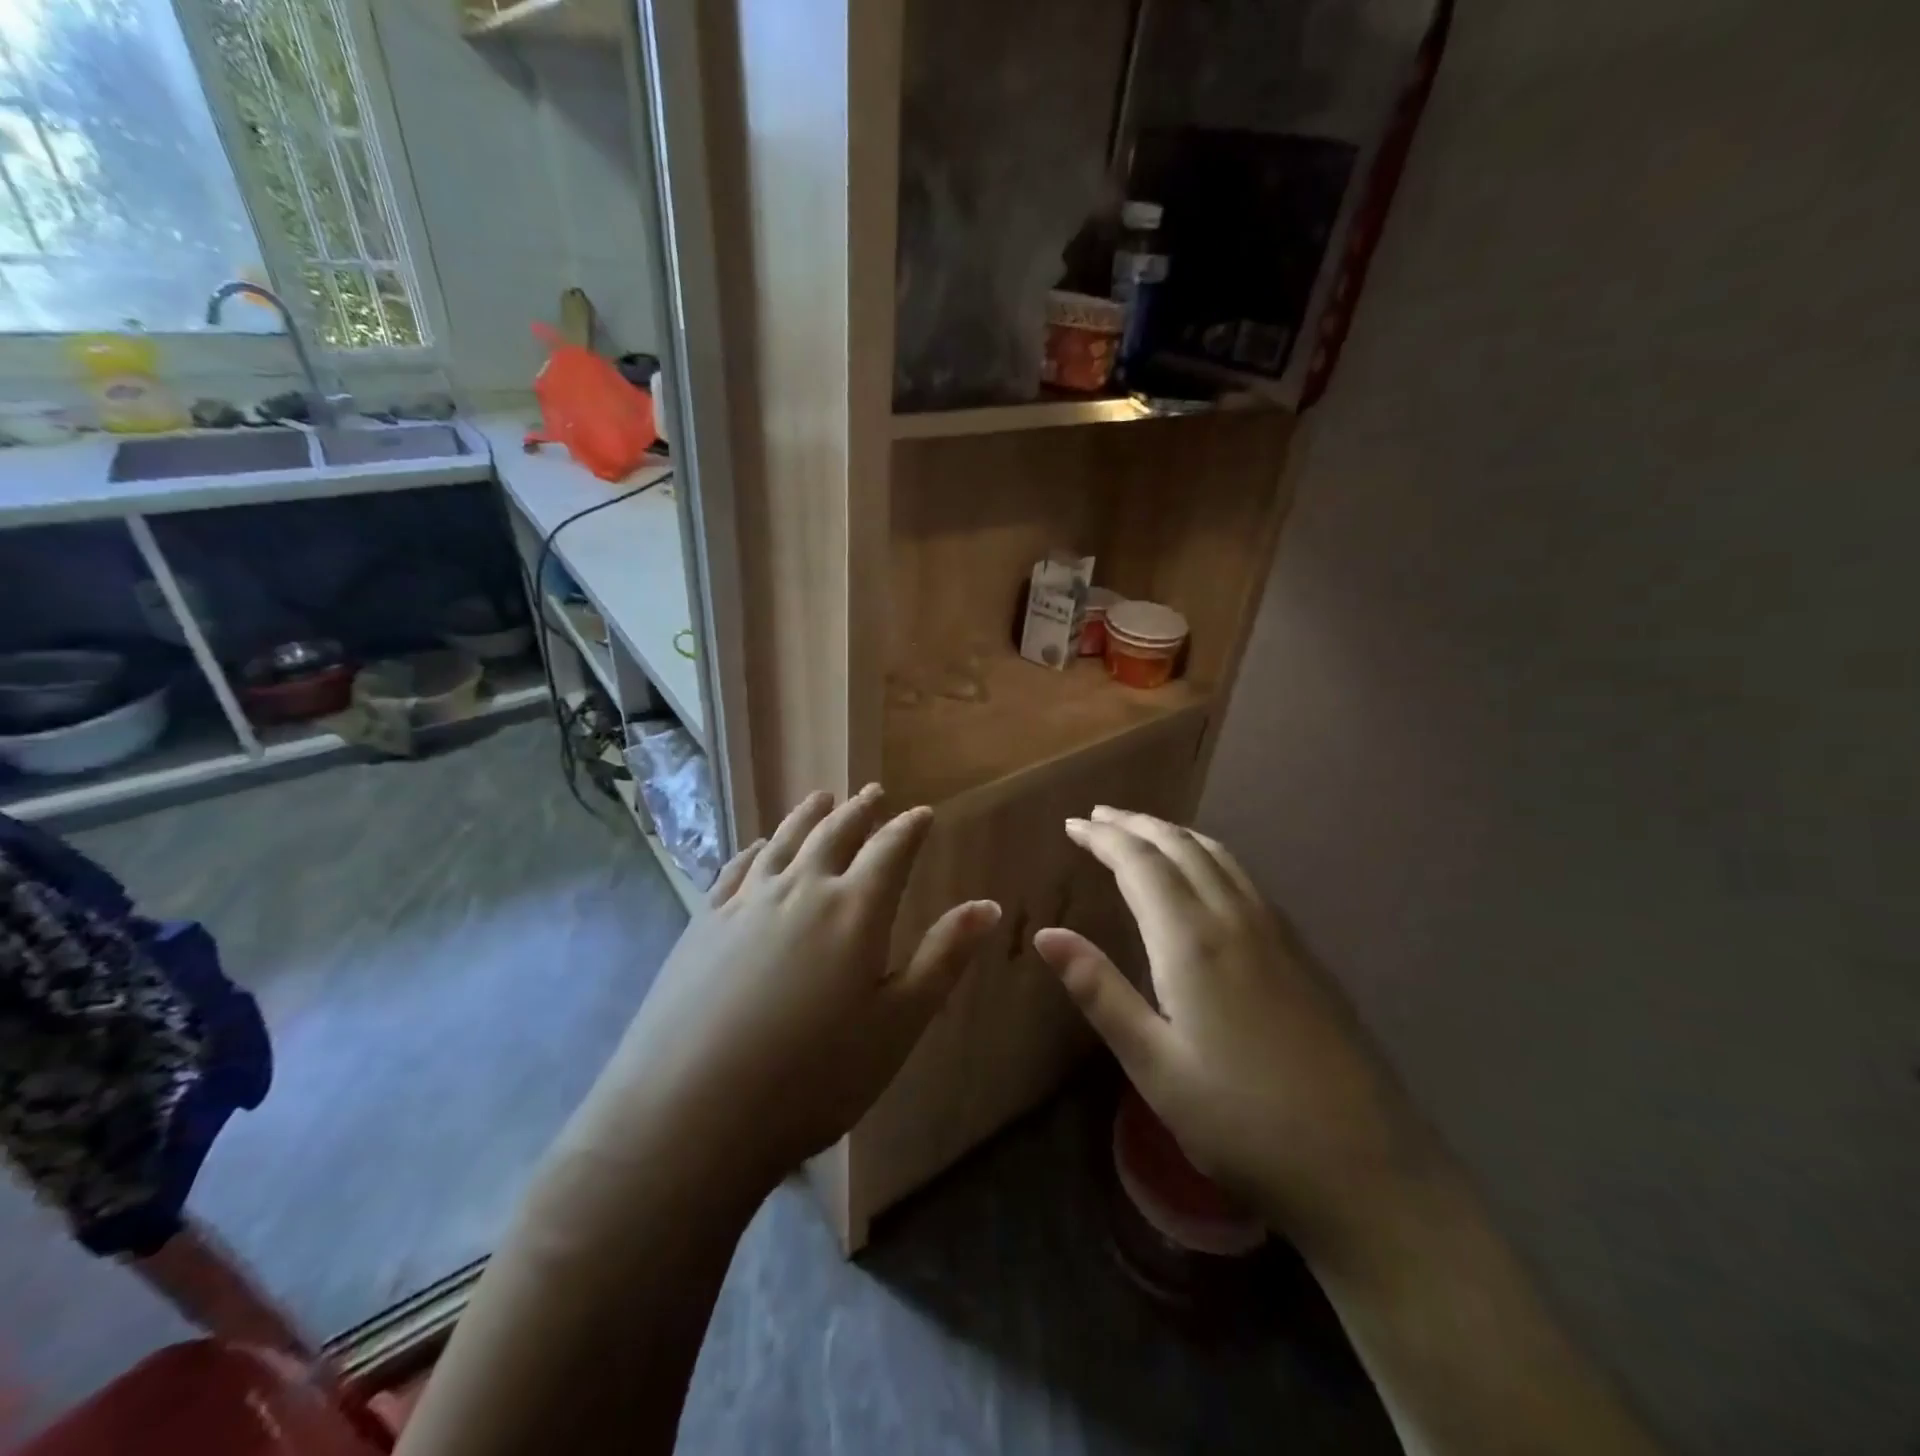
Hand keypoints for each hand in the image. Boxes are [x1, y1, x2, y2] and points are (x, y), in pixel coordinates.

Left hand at [575, 787, 1000, 1199]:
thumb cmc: (813, 1077)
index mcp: (855, 910)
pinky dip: (757, 848)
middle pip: (835, 833)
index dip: (909, 828)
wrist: (690, 1113)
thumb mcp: (897, 1024)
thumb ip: (943, 958)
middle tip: (873, 792)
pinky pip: (738, 867)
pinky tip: (760, 846)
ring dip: (809, 816)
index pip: (891, 850)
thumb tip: (987, 905)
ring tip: (822, 798)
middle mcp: (802, 889)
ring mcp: (747, 902)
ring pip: (785, 841)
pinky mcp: (704, 922)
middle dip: (860, 810)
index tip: (922, 813)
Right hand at [1033, 807, 1432, 1252]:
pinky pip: (1244, 878)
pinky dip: (1209, 856)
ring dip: (1174, 835)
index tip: (1072, 824)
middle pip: (1180, 847)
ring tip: (1143, 832)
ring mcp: (1277, 933)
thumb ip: (1099, 991)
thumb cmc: (1242, 1122)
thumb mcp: (1154, 1065)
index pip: (1140, 863)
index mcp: (1193, 940)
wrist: (1367, 1170)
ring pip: (1219, 856)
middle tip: (1099, 816)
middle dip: (1136, 825)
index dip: (1103, 838)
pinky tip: (1205, 877)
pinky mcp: (1302, 953)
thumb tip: (1046, 935)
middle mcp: (1236, 919)